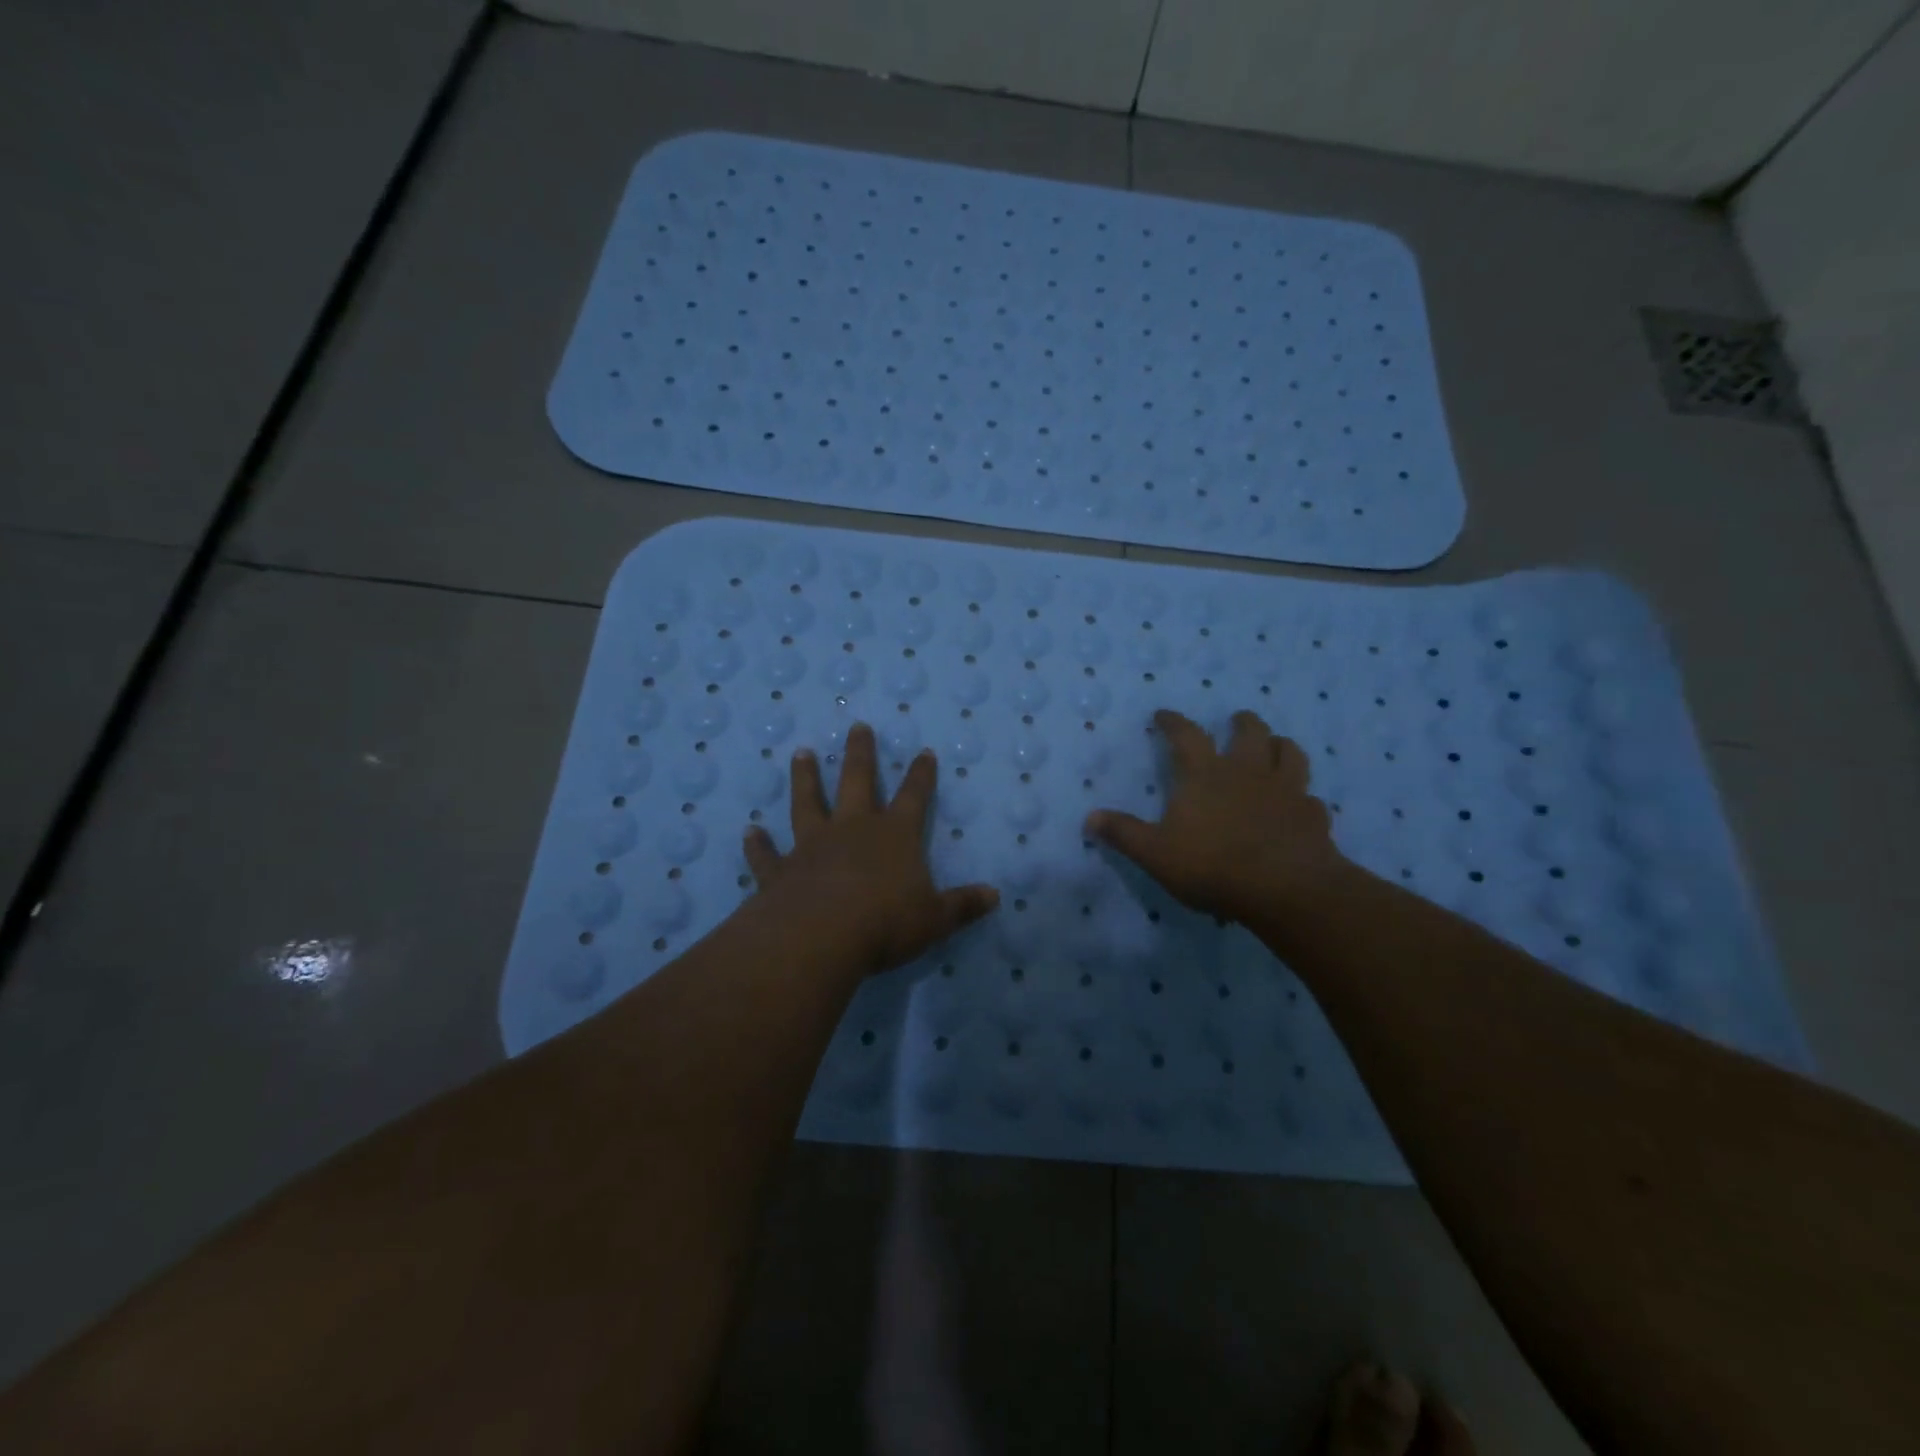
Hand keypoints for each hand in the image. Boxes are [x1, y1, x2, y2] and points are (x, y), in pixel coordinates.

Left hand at [744, 723, 999, 975]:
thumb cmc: (886, 923)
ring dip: (805, 778)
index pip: (913, 797)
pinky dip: (758, 844)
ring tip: (802, 754)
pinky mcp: (781, 870)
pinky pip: (767, 854)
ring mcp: (812, 846)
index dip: (921, 775)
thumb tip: (995, 896)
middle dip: (861, 754)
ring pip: (808, 803)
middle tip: (857, 726)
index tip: (924, 752)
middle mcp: (852, 830)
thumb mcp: (935, 918)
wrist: (820, 937)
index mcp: (894, 836)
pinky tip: (750, 832)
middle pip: (857, 782)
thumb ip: (963, 905)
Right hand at [1086, 708, 1349, 924]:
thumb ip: (1124, 833)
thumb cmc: (1213, 866)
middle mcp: (1248, 772)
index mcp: (1206, 775)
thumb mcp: (1155, 853)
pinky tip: (1299, 806)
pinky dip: (1303, 797)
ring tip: (1275, 746)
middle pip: (1250, 732)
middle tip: (1236, 720)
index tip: (1164, 714)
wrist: (1285, 888)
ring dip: (1280, 745)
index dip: (1173, 722)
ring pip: (1290, 753)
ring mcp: (1286, 791)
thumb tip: (1090, 818)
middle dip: (1242, 722)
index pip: (1186, 735)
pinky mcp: (1313, 815)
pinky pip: (1311, 798)